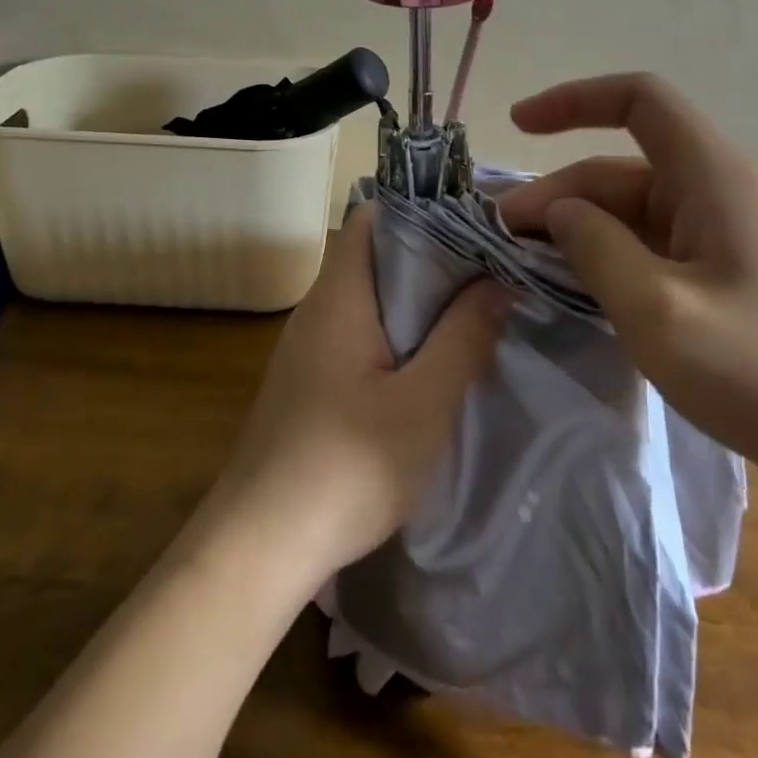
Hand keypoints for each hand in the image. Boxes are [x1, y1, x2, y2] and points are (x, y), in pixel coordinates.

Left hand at [209, 204, 508, 580]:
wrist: (260, 545)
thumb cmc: (346, 466)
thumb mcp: (423, 403)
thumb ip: (464, 337)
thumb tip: (497, 281)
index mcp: (338, 296)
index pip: (373, 218)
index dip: (422, 212)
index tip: (476, 227)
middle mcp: (317, 310)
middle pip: (375, 257)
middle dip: (433, 260)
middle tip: (491, 274)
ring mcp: (309, 348)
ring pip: (370, 300)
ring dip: (419, 303)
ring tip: (475, 313)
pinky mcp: (310, 383)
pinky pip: (360, 336)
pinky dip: (399, 336)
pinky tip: (433, 365)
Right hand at [498, 74, 757, 493]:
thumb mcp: (660, 313)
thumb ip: (597, 250)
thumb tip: (560, 211)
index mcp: (714, 179)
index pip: (640, 100)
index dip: (574, 100)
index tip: (517, 126)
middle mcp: (723, 194)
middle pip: (624, 169)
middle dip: (560, 193)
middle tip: (505, 237)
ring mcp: (731, 238)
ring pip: (637, 213)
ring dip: (582, 229)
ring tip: (532, 265)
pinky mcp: (734, 277)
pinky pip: (658, 248)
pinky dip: (613, 257)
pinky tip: (586, 290)